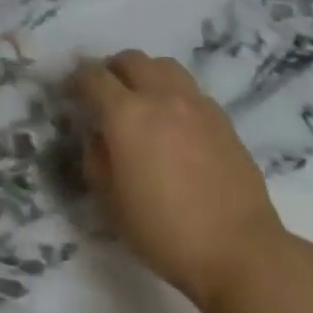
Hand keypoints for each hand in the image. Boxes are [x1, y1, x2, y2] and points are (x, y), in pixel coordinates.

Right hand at [72, 50, 288, 312]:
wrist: (240, 253)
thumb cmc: (165, 232)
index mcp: (125, 114)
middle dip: (112, 70)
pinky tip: (175, 124)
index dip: (77, 80)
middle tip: (106, 95)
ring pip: (164, 66)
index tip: (71, 93)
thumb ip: (95, 157)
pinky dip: (174, 95)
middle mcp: (160, 97)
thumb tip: (99, 135)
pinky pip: (190, 90)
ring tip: (143, 102)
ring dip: (146, 75)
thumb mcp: (110, 202)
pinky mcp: (223, 120)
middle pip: (130, 59)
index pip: (92, 76)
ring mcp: (196, 105)